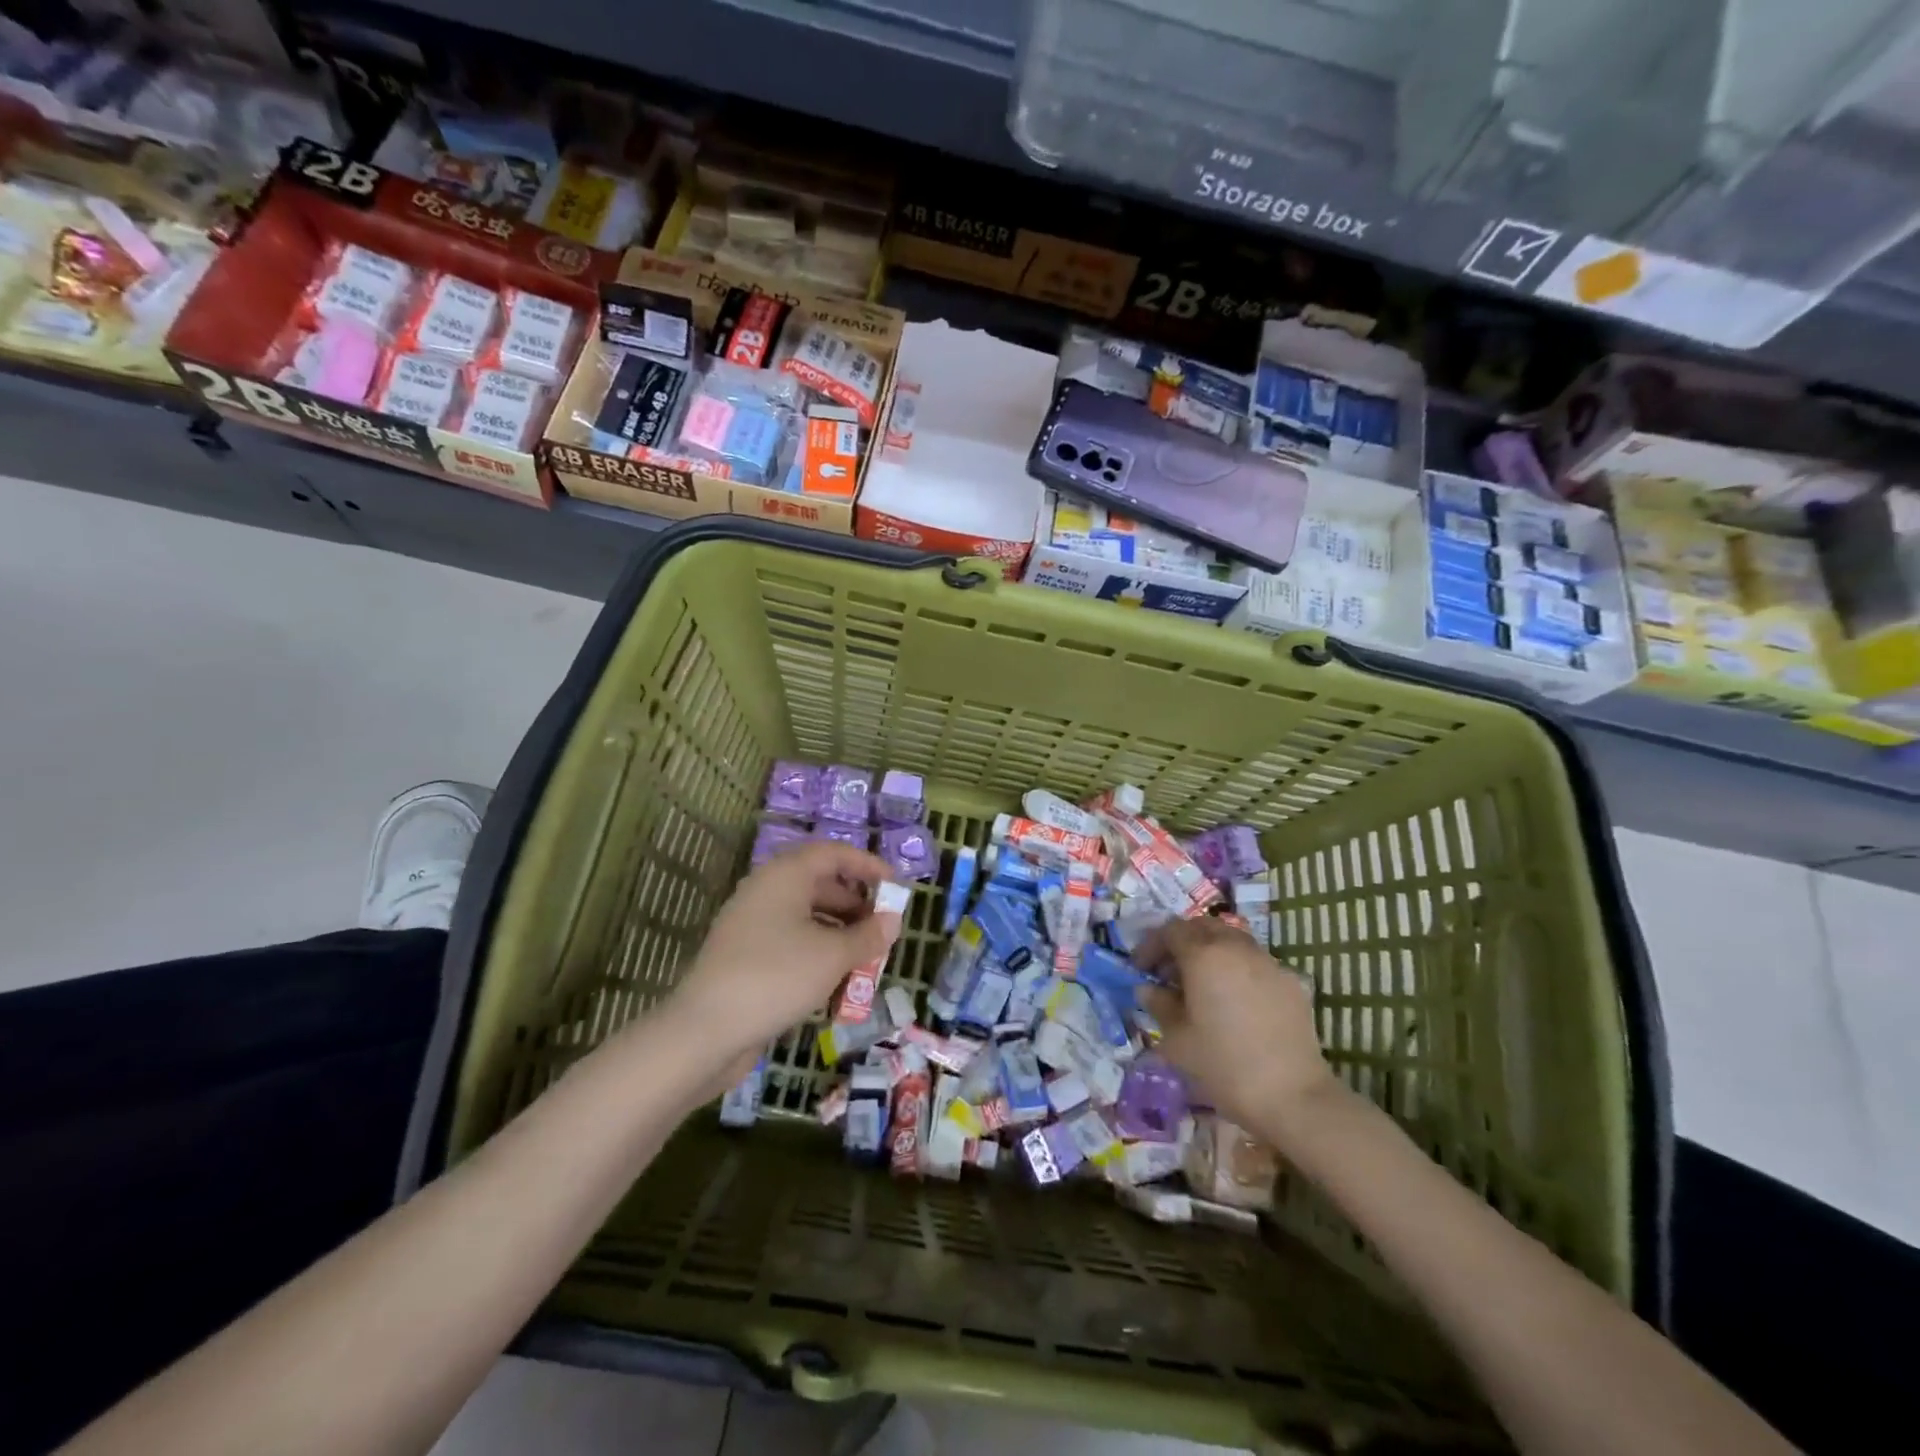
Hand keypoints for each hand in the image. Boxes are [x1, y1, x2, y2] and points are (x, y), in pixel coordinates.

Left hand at [664, 842, 903, 1085]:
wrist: (705, 1031)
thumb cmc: (777, 977)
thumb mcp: (833, 955)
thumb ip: (868, 935)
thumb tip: (892, 920)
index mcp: (785, 876)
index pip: (833, 854)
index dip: (867, 866)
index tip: (895, 887)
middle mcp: (766, 891)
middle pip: (820, 884)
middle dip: (856, 905)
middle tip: (884, 929)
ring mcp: (751, 925)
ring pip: (806, 917)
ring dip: (839, 934)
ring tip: (866, 960)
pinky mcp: (745, 957)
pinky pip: (790, 943)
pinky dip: (817, 954)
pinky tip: (835, 983)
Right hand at [1137, 918, 1336, 1142]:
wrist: (1293, 1097)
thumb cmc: (1224, 1065)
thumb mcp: (1177, 1039)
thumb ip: (1159, 1005)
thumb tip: (1148, 989)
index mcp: (1204, 955)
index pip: (1170, 931)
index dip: (1151, 946)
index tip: (1141, 970)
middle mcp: (1236, 948)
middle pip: (1203, 927)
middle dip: (1181, 942)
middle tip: (1169, 972)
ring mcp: (1268, 962)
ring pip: (1232, 940)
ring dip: (1211, 952)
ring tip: (1202, 985)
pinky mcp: (1291, 982)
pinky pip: (1256, 962)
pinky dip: (1237, 969)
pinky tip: (1235, 1002)